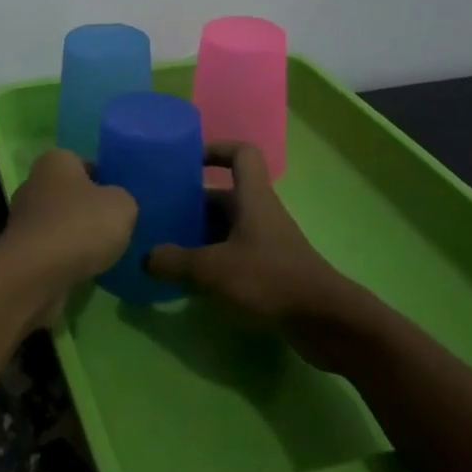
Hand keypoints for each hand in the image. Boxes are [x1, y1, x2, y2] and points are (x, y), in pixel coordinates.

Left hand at [0, 148, 136, 308]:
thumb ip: (122, 198)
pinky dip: (66, 257)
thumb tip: (115, 204)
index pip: (84, 162)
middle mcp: (33, 183)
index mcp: (55, 161)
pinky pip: (52, 248)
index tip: (121, 199)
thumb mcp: (122, 205)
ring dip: (78, 235)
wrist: (36, 274)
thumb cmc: (80, 225)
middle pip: (70, 193)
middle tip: (116, 225)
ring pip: (60, 222)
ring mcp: (23, 218)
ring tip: (105, 252)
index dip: (104, 178)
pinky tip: (86, 269)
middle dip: (89, 208)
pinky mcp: (21, 250)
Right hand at [146, 143, 358, 340]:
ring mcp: (267, 242)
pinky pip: (234, 253)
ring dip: (199, 234)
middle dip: (192, 203)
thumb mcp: (213, 269)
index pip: (241, 153)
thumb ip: (175, 261)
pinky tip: (191, 280)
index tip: (186, 161)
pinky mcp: (271, 270)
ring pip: (227, 227)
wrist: (326, 322)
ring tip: (167, 248)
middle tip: (160, 215)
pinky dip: (213, 260)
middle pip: (224, 195)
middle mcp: (260, 213)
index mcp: (252, 198)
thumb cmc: (270, 280)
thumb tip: (145, 258)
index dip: (215, 149)